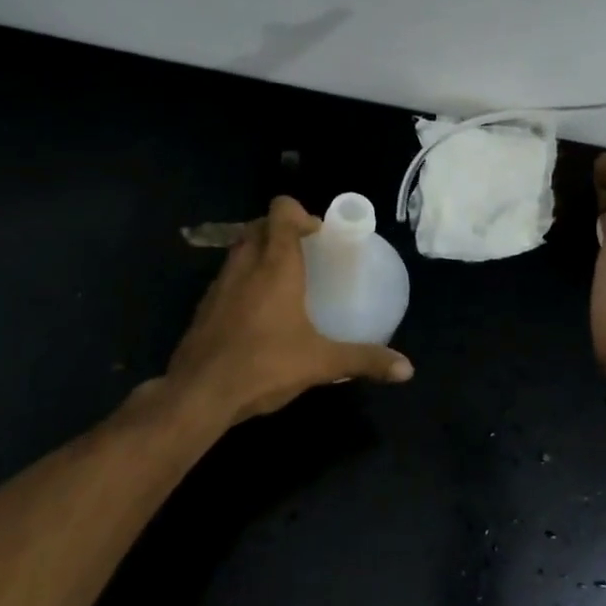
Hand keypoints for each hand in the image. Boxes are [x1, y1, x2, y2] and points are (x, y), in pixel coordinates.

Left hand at [164, 195, 413, 426]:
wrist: (198, 394)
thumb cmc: (264, 365)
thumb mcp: (321, 363)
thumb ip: (364, 359)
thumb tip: (407, 369)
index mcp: (275, 264)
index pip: (282, 211)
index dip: (299, 213)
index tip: (318, 235)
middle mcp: (246, 264)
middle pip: (259, 225)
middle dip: (280, 230)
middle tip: (304, 254)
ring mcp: (220, 283)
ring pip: (240, 249)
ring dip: (259, 251)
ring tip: (282, 280)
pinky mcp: (204, 305)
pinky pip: (227, 276)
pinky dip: (243, 278)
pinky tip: (257, 312)